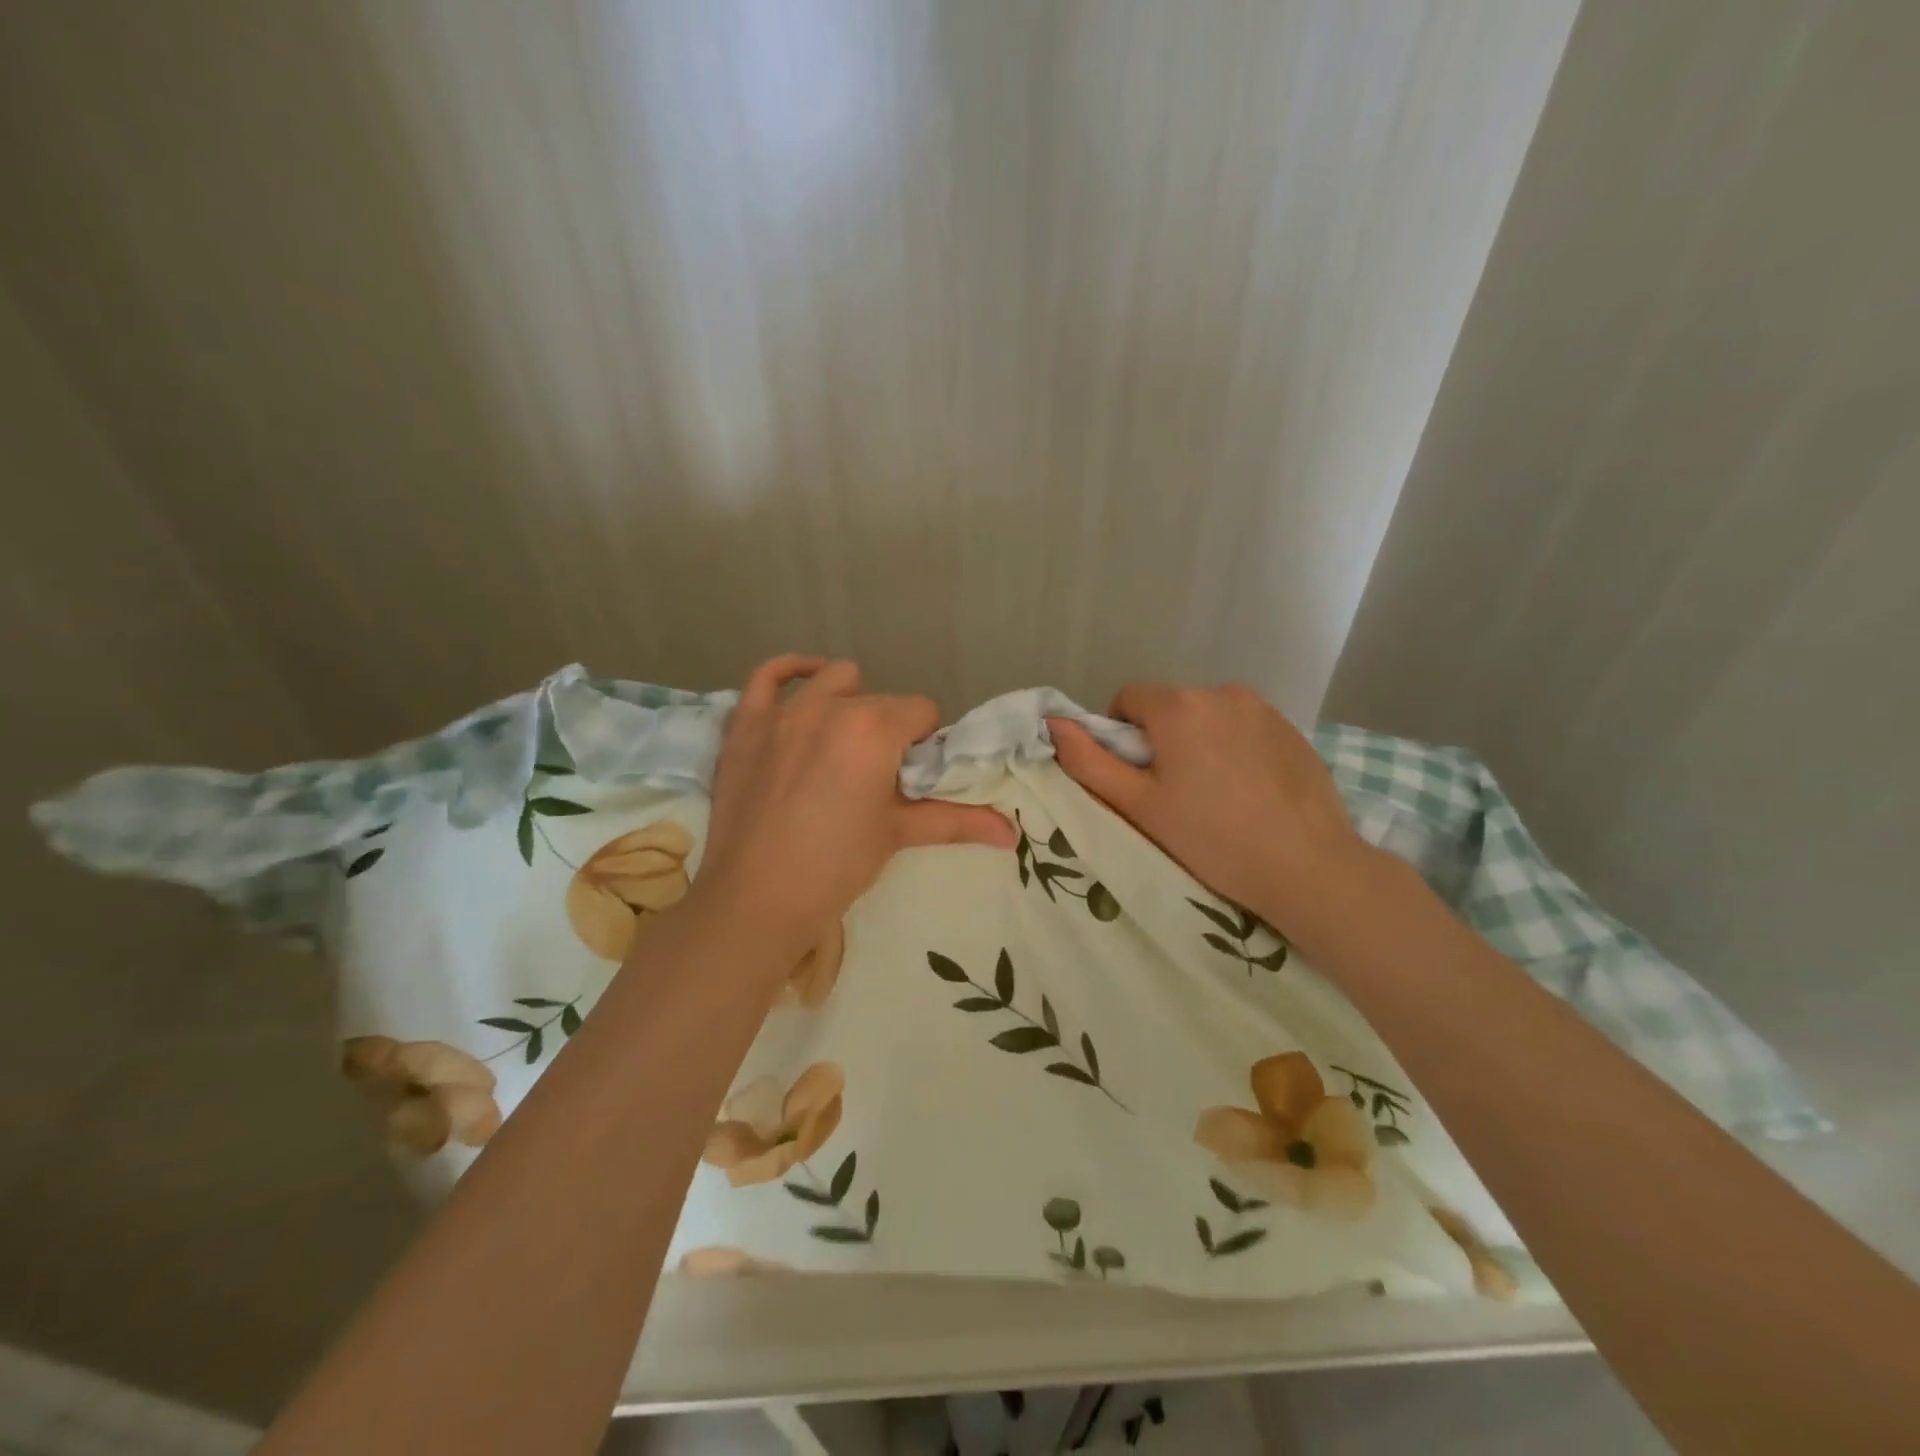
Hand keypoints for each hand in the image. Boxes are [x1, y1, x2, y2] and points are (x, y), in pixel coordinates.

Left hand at [692, 656, 1015, 965]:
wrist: (756, 898)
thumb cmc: (836, 866)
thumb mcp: (897, 835)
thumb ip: (956, 821)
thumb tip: (1012, 834)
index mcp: (874, 728)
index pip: (921, 711)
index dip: (925, 742)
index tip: (914, 775)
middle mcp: (830, 706)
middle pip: (880, 700)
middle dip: (890, 729)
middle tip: (880, 773)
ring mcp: (782, 711)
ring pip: (833, 680)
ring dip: (849, 701)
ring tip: (845, 740)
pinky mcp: (745, 724)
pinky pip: (767, 675)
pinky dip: (790, 671)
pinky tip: (806, 682)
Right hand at [1047, 684, 1375, 939]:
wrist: (1308, 868)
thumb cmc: (1211, 838)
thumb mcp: (1138, 805)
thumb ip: (1088, 761)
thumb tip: (1053, 723)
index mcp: (1180, 706)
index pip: (1128, 699)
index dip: (1119, 736)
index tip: (1134, 778)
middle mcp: (1223, 692)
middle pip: (1170, 708)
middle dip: (1161, 741)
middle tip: (1171, 794)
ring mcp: (1264, 709)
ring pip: (1209, 718)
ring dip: (1199, 744)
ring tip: (1214, 796)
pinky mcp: (1293, 730)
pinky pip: (1245, 730)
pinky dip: (1235, 751)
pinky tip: (1248, 794)